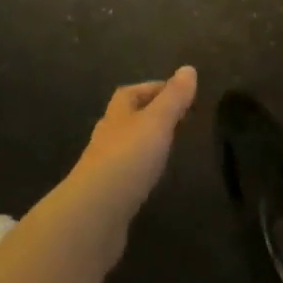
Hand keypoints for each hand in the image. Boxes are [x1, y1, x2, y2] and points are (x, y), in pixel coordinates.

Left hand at [69, 67, 198, 217]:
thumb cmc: (127, 159)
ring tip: (169, 148)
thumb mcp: (156, 122)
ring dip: (144, 144)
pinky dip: (140, 170)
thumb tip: (188, 68)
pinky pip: (126, 174)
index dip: (153, 88)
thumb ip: (173, 98)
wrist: (94, 214)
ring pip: (126, 147)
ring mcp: (103, 168)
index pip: (130, 93)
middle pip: (126, 118)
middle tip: (179, 120)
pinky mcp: (106, 196)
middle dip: (150, 115)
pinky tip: (152, 179)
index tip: (179, 92)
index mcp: (117, 115)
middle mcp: (107, 137)